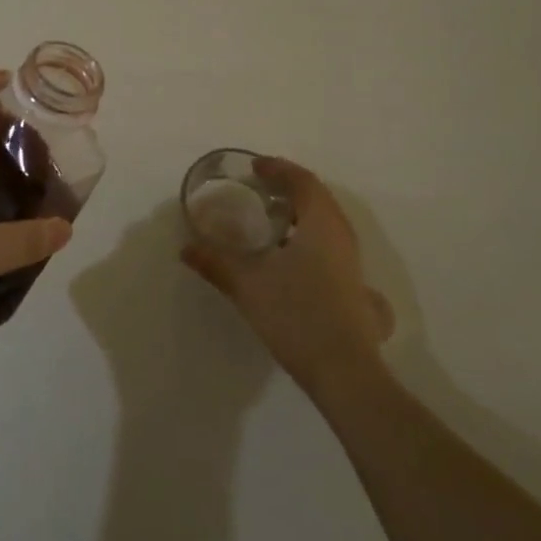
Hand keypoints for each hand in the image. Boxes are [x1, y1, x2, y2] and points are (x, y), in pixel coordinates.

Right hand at [181, 156, 392, 396]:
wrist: (345, 373)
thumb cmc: (297, 315)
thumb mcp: (247, 285)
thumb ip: (215, 262)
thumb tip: (186, 247)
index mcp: (321, 224)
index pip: (303, 181)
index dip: (279, 169)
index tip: (255, 167)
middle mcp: (342, 237)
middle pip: (318, 199)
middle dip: (289, 188)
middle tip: (260, 190)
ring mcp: (353, 265)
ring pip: (327, 224)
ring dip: (301, 214)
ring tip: (271, 222)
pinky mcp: (355, 289)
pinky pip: (332, 247)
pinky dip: (310, 239)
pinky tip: (291, 261)